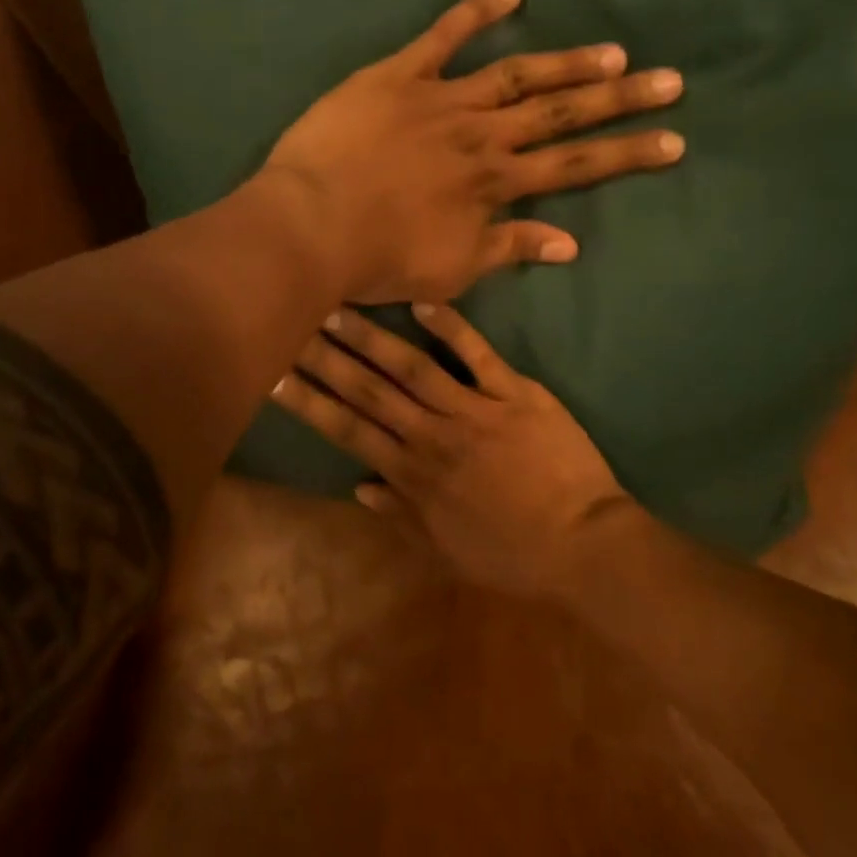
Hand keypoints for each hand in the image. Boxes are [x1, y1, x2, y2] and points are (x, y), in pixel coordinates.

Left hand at [260, 0, 683, 304]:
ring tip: (614, 50)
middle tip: (670, 78)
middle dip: (620, 98)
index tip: (674, 140)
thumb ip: (510, 250)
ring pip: (516, 74)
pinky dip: (475, 12)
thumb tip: (571, 244)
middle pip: (562, 112)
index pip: (575, 166)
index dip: (628, 154)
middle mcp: (482, 135)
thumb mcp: (452, 271)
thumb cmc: (378, 259)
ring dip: (567, 61)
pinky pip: (441, 37)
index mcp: (495, 183)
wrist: (310, 227)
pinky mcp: (398, 76)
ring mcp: (442, 99)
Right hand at [270, 304, 634, 596]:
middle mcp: (433, 436)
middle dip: (326, 357)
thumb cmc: (513, 555)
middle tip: (290, 324)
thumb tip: (358, 486)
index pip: (348, 430)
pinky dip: (453, 328)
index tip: (273, 375)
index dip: (309, 401)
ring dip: (372, 337)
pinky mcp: (516, 394)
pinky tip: (422, 302)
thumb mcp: (448, 549)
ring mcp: (475, 410)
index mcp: (414, 474)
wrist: (584, 545)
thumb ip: (402, 515)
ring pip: (413, 367)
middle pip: (369, 390)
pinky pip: (479, 356)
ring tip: (336, 308)